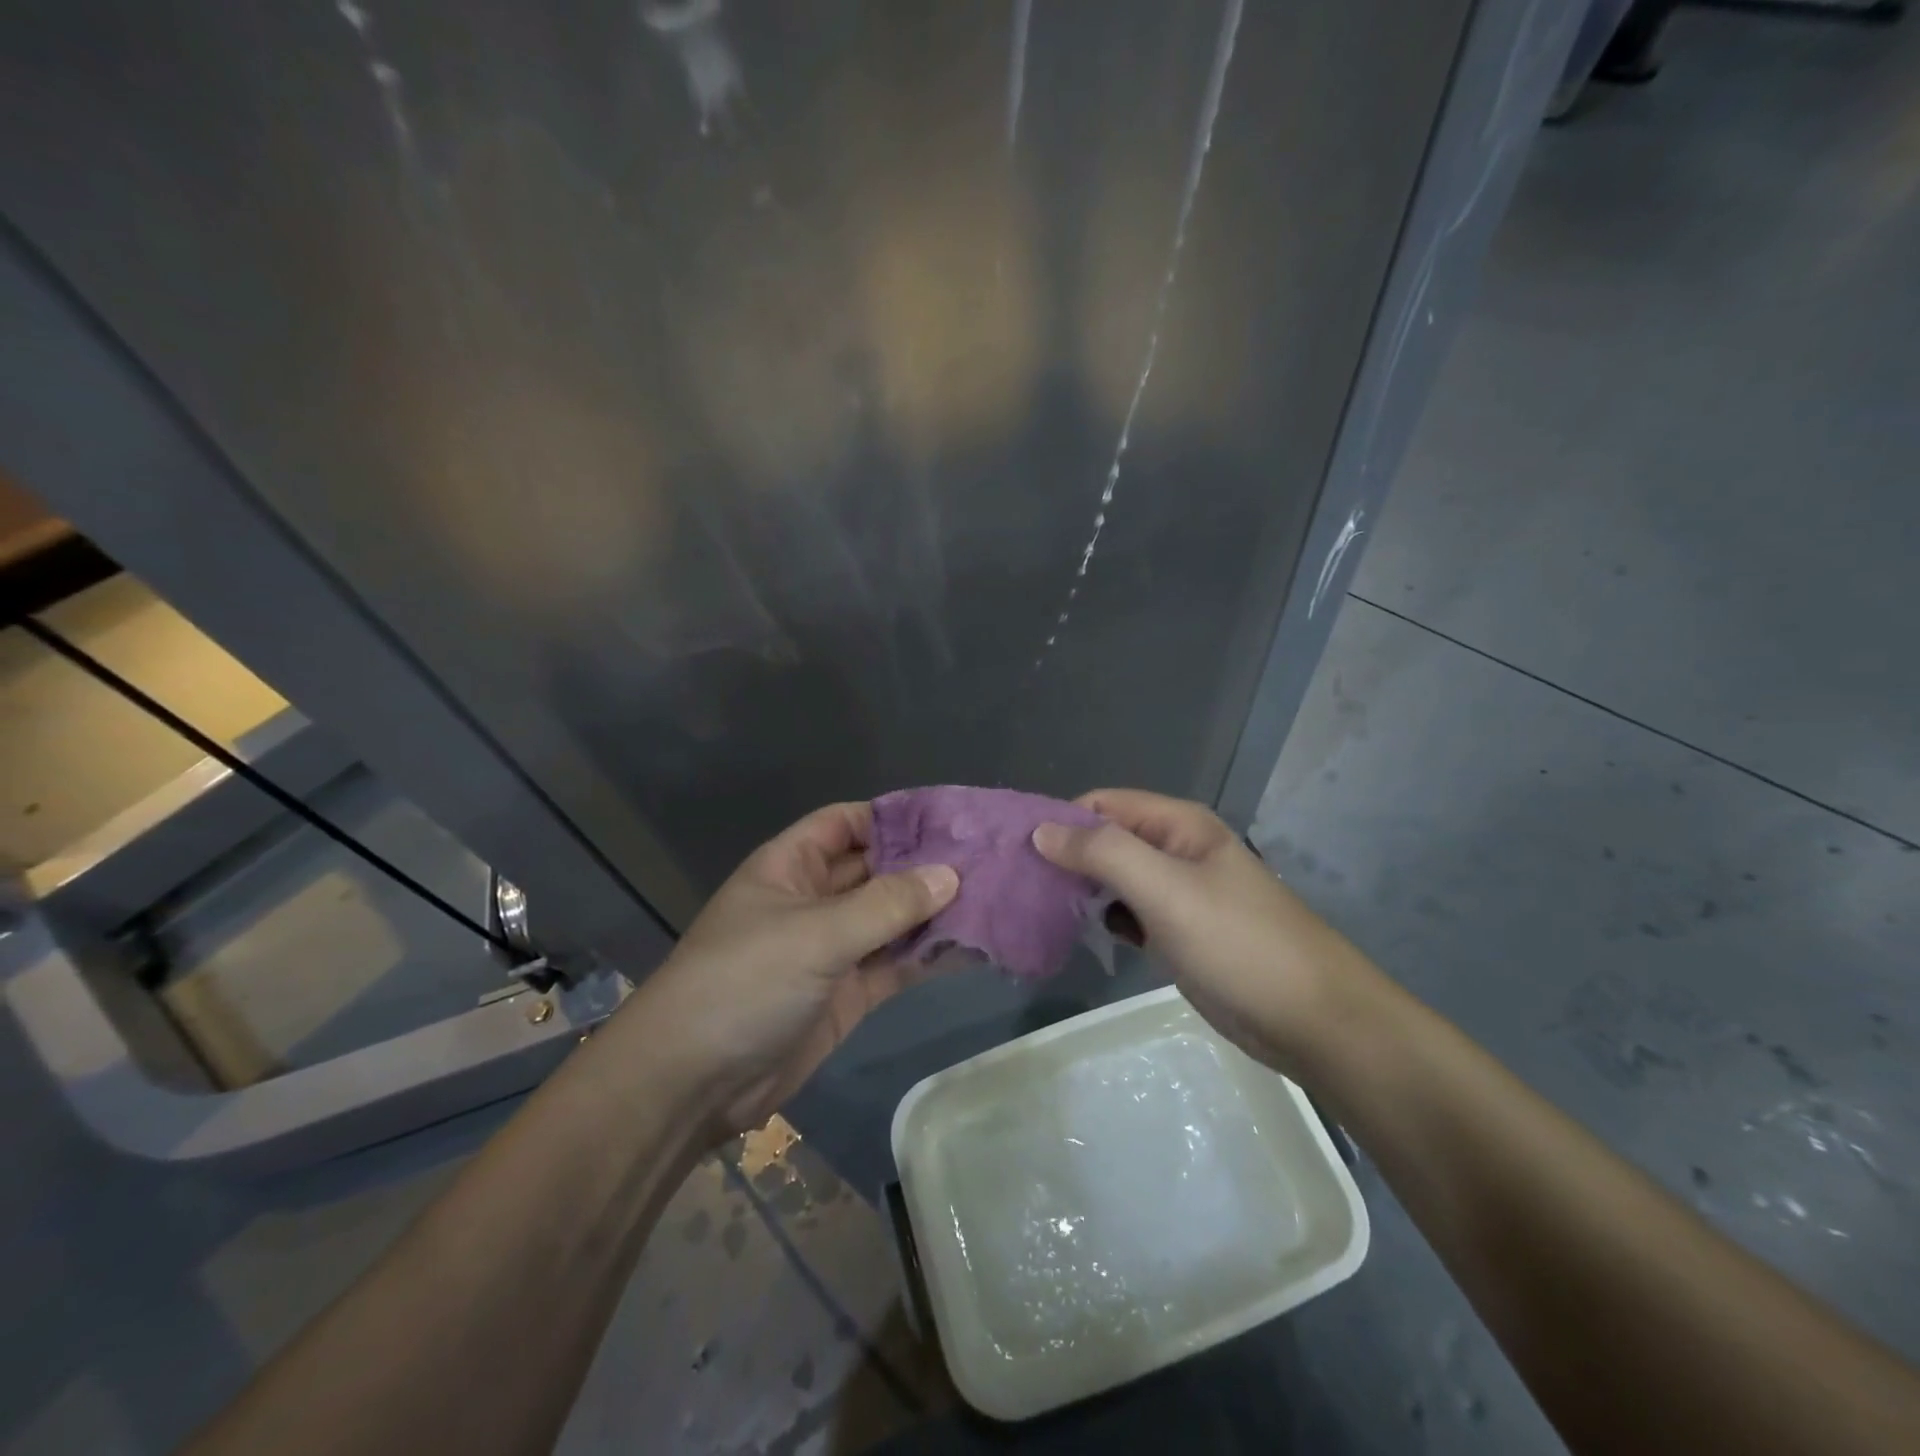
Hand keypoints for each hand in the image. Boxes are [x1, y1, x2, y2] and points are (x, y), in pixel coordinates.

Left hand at [624, 803, 957, 1138]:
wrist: (693, 1083)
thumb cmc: (744, 982)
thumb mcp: (815, 934)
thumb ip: (886, 905)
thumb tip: (951, 875)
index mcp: (791, 866)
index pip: (846, 822)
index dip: (892, 816)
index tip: (948, 819)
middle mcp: (814, 900)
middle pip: (876, 869)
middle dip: (924, 864)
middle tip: (987, 859)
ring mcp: (832, 948)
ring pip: (891, 918)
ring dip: (933, 911)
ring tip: (994, 898)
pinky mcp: (848, 993)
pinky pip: (894, 964)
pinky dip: (928, 956)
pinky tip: (973, 947)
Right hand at [1034, 789, 1388, 1076]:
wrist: (1314, 1021)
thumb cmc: (1239, 945)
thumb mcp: (1167, 890)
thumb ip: (1103, 853)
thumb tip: (1042, 830)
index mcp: (1179, 826)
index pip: (1103, 804)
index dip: (1061, 821)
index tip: (1017, 852)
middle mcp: (1177, 851)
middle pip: (1107, 839)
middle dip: (1066, 856)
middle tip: (1018, 885)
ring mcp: (1180, 894)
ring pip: (1116, 878)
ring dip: (1081, 889)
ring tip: (1035, 909)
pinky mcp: (1180, 933)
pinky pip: (1130, 913)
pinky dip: (1104, 918)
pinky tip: (1077, 934)